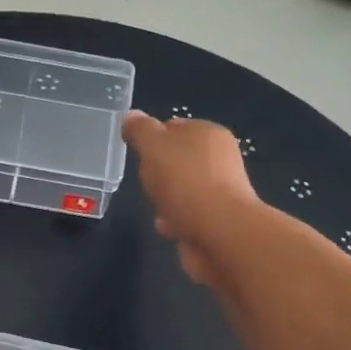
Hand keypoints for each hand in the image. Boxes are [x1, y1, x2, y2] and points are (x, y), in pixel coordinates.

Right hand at [121, 110, 259, 286]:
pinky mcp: (216, 220)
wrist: (219, 233)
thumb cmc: (186, 182)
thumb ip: (141, 131)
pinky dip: (175, 220)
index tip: (139, 154)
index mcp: (208, 134)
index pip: (175, 127)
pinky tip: (166, 227)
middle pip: (178, 160)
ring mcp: (219, 191)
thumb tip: (131, 116)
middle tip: (147, 182)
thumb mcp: (154, 148)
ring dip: (166, 199)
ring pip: (182, 189)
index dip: (153, 138)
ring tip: (156, 208)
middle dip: (159, 172)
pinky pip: (187, 215)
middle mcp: (219, 159)